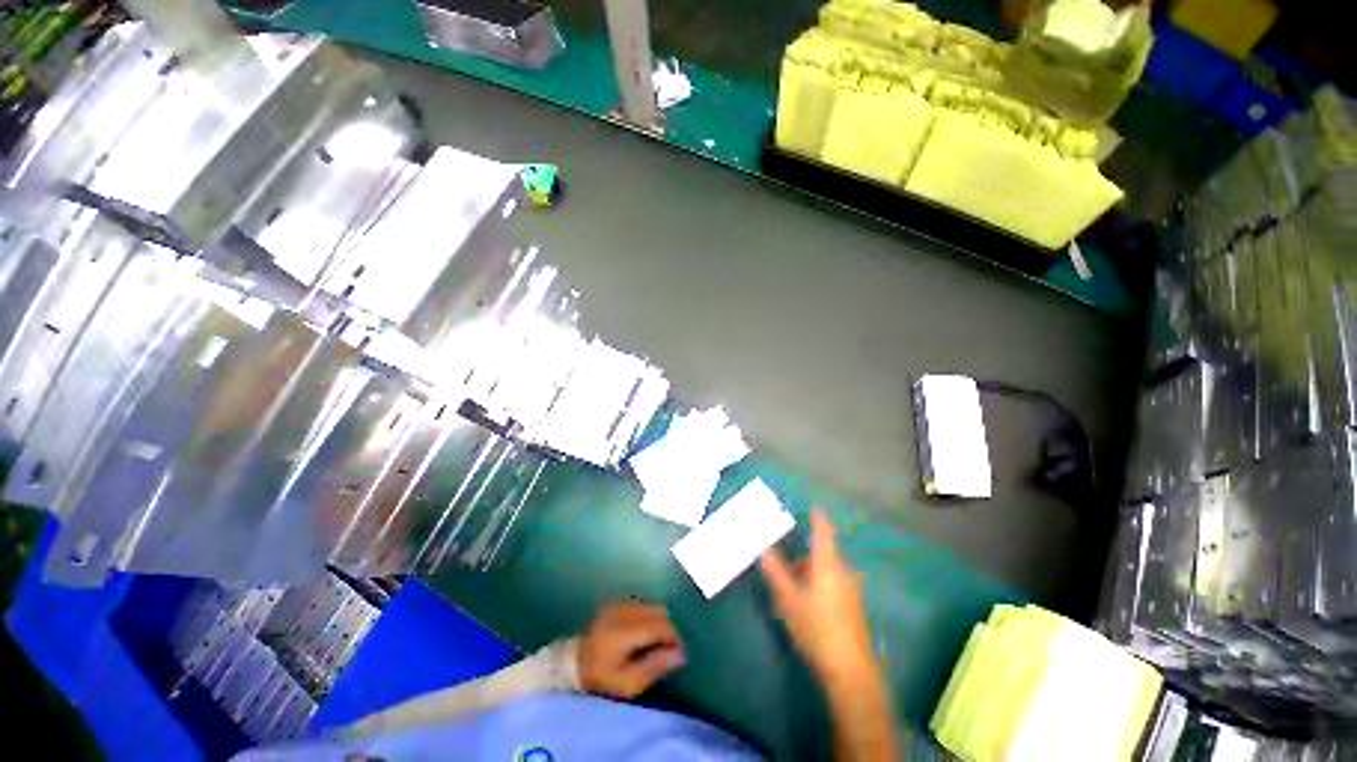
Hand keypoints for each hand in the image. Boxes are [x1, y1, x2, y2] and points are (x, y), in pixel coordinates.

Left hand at [577, 600, 686, 698]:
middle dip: (667, 629)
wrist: (573, 665)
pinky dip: (648, 615)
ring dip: (658, 621)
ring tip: (654, 642)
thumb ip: (655, 666)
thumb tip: (682, 654)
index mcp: (624, 630)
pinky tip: (642, 632)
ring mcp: (617, 602)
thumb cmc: (601, 679)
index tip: (679, 654)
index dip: (674, 638)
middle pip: (659, 611)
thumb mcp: (628, 683)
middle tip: (667, 649)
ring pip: (651, 605)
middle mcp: (622, 610)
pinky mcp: (615, 601)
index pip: (660, 625)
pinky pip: (641, 603)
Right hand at [759, 508, 875, 684]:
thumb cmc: (816, 627)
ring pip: (825, 572)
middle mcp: (842, 571)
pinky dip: (816, 585)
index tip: (813, 506)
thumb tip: (762, 546)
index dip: (818, 518)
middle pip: (821, 554)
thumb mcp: (788, 599)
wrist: (850, 670)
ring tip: (787, 590)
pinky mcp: (852, 606)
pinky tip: (803, 605)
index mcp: (828, 564)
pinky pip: (831, 585)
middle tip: (782, 565)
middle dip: (802, 557)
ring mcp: (850, 590)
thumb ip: (775, 571)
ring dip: (807, 574)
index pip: (823, 532)